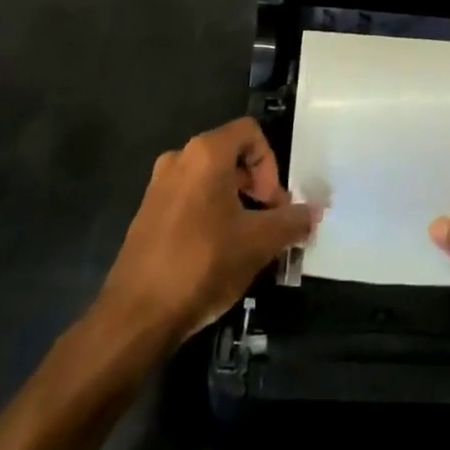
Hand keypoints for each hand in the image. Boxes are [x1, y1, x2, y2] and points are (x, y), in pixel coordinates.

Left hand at [97, 117, 312, 347]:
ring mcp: (159, 187)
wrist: (135, 316)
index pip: (251, 133)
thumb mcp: (258, 243)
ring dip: (236, 203)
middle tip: (269, 224)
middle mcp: (179, 159)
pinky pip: (190, 200)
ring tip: (247, 242)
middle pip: (231, 156)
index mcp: (206, 154)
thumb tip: (314, 212)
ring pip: (211, 180)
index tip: (273, 203)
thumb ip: (291, 222)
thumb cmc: (202, 264)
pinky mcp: (147, 214)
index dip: (270, 164)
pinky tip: (218, 254)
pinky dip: (211, 215)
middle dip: (257, 186)